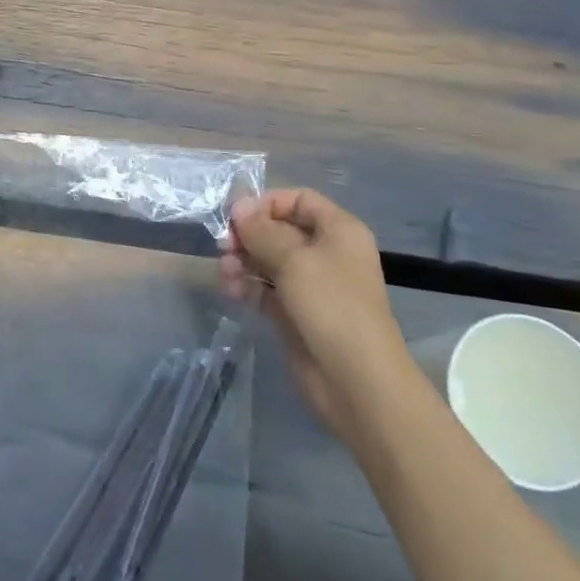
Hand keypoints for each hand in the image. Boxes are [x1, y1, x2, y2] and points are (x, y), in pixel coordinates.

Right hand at [220, 189, 406, 441]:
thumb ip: (262, 231)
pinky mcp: (295, 312)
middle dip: (249, 235)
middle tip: (224, 246)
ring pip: (268, 259)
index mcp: (338, 231)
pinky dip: (247, 286)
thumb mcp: (294, 259)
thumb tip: (238, 207)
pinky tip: (232, 292)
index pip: (298, 200)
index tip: (237, 217)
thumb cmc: (331, 306)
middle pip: (279, 229)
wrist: (356, 380)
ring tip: (226, 273)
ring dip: (243, 261)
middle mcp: (325, 252)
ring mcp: (310, 284)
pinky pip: (265, 288)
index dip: (267, 203)